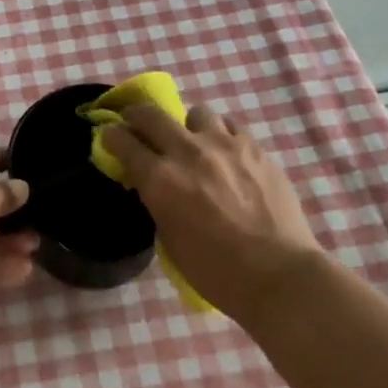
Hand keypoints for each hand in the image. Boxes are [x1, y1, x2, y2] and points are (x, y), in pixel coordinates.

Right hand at [100, 104, 322, 323]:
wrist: (277, 274)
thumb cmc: (216, 271)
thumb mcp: (169, 239)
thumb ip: (158, 201)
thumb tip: (153, 184)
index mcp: (160, 179)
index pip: (123, 142)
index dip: (111, 136)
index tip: (110, 136)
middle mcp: (187, 152)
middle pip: (151, 115)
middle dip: (137, 116)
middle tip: (137, 124)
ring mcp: (224, 145)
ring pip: (196, 113)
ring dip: (187, 126)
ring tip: (195, 143)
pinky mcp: (255, 148)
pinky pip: (230, 126)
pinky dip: (221, 135)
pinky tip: (226, 152)